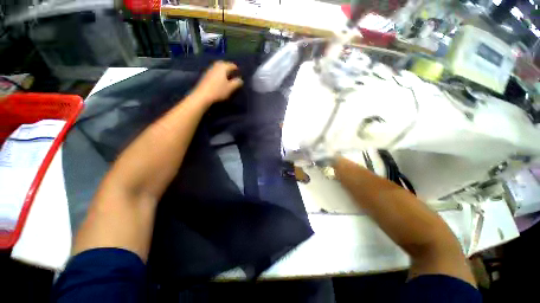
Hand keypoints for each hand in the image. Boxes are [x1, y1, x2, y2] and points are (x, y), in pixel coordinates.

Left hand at [192, 61, 243, 104]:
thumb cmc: (219, 91)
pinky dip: (219, 75)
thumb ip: (237, 82)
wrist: (203, 95)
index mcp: (223, 66)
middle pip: (225, 65)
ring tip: (228, 79)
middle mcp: (216, 65)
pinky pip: (215, 73)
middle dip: (230, 70)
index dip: (237, 70)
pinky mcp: (206, 75)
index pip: (233, 65)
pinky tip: (221, 81)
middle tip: (235, 76)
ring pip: (219, 69)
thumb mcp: (231, 88)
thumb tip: (241, 80)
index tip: (241, 75)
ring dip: (224, 73)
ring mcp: (210, 69)